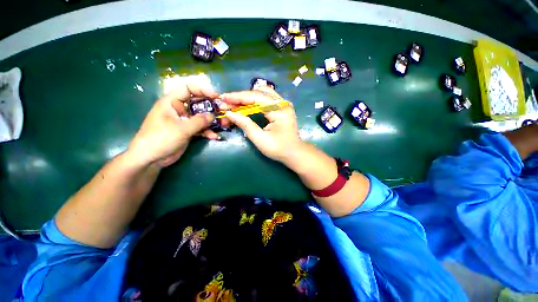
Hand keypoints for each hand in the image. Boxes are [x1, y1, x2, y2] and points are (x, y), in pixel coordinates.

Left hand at [128, 74, 219, 166]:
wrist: (151, 158)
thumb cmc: (160, 139)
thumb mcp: (181, 129)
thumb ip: (198, 121)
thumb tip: (213, 116)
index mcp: (172, 102)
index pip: (187, 88)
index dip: (202, 89)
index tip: (215, 96)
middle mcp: (178, 109)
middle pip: (197, 103)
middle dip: (210, 107)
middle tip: (222, 111)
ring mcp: (184, 121)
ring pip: (200, 117)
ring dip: (211, 121)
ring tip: (223, 125)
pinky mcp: (187, 131)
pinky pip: (200, 128)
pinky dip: (207, 131)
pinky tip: (214, 136)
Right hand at [221, 86, 302, 161]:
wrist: (294, 153)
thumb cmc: (279, 149)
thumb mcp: (260, 139)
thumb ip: (245, 125)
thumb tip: (229, 114)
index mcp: (280, 110)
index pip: (256, 98)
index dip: (238, 97)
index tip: (223, 98)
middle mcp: (283, 103)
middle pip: (259, 92)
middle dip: (241, 97)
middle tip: (227, 104)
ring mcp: (283, 104)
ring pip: (262, 93)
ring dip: (247, 98)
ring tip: (234, 104)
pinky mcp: (281, 108)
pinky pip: (265, 99)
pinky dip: (254, 101)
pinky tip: (245, 106)